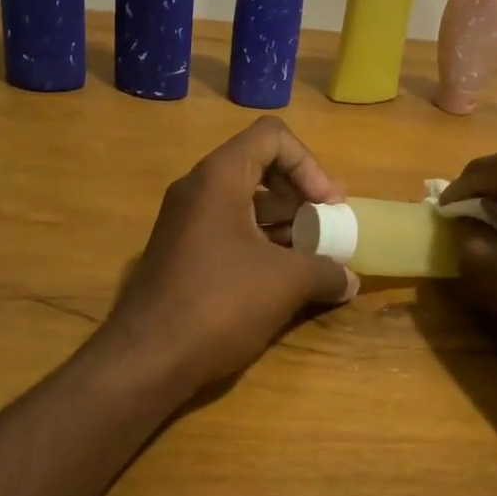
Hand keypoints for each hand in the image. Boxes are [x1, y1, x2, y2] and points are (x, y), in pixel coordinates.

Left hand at [109, 118, 359, 394]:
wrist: (146, 358)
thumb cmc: (220, 302)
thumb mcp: (285, 283)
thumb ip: (326, 271)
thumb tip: (350, 280)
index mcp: (219, 177)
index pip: (272, 137)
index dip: (308, 164)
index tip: (328, 204)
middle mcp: (198, 189)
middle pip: (259, 166)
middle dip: (299, 194)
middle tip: (326, 225)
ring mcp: (185, 220)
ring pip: (244, 201)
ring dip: (283, 222)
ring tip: (313, 255)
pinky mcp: (180, 251)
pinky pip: (228, 229)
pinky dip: (260, 241)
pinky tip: (284, 277)